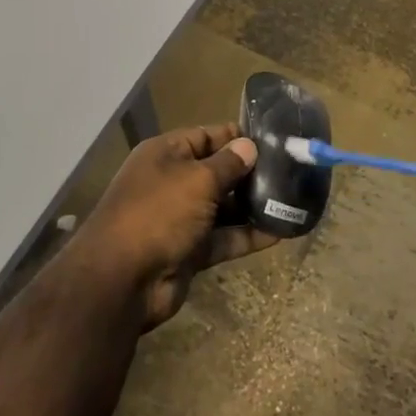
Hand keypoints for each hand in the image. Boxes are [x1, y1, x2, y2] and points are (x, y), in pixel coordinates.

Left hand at [73, 123, 276, 329]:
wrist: (122, 279)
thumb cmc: (159, 213)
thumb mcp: (197, 180)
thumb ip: (227, 164)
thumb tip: (248, 146)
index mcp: (165, 154)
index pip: (206, 136)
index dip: (236, 137)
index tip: (274, 140)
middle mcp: (171, 182)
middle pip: (216, 172)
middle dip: (250, 173)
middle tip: (292, 173)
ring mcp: (180, 218)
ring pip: (223, 207)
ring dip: (253, 206)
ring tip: (293, 201)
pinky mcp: (189, 251)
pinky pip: (223, 238)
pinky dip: (248, 236)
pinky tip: (281, 231)